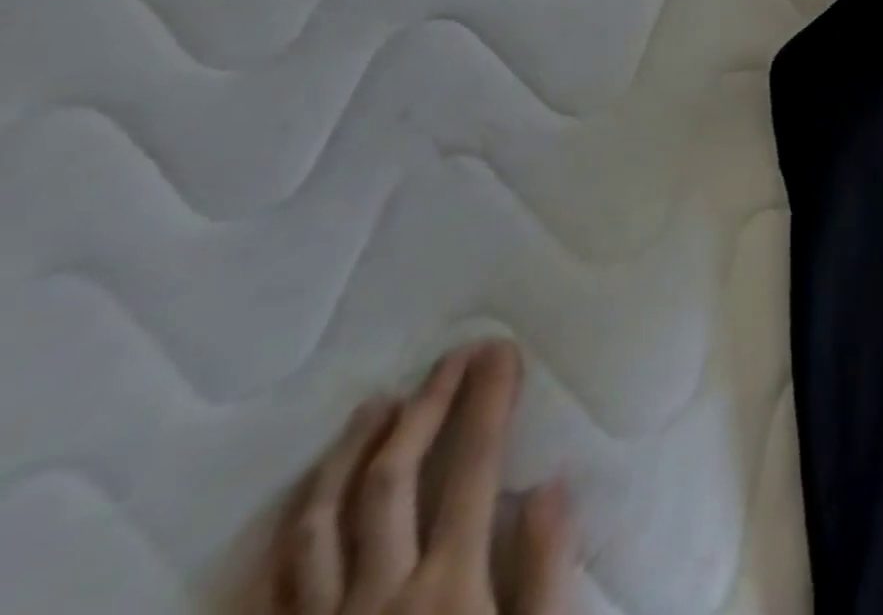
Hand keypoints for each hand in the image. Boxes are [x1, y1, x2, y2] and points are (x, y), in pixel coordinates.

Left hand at [267, 341, 573, 614]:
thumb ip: (546, 574)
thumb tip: (551, 485)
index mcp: (446, 589)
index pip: (475, 466)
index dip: (489, 400)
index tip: (502, 350)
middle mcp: (376, 598)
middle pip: (391, 479)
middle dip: (427, 405)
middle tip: (452, 357)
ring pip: (317, 525)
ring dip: (349, 454)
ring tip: (375, 405)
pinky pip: (274, 587)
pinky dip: (291, 531)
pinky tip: (306, 501)